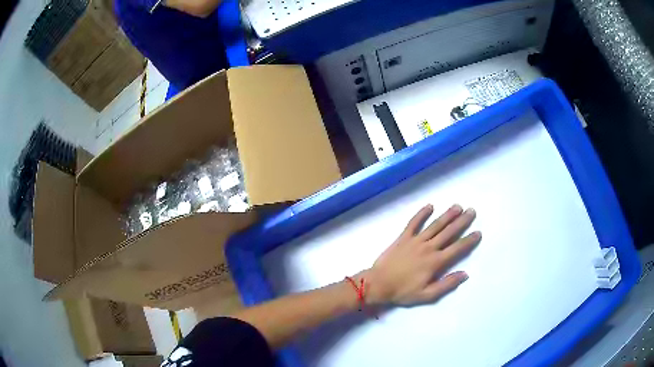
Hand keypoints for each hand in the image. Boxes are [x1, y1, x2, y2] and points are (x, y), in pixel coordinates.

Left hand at [362, 204, 479, 305]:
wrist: (378, 284)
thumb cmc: (403, 291)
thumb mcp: (427, 295)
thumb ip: (447, 284)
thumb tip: (465, 274)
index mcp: (435, 262)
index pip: (457, 248)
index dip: (469, 240)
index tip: (478, 232)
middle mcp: (428, 247)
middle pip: (448, 232)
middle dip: (462, 221)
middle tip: (472, 211)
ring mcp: (415, 240)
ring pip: (435, 225)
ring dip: (447, 215)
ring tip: (457, 206)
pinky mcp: (403, 237)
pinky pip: (413, 223)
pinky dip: (421, 214)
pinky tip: (430, 206)